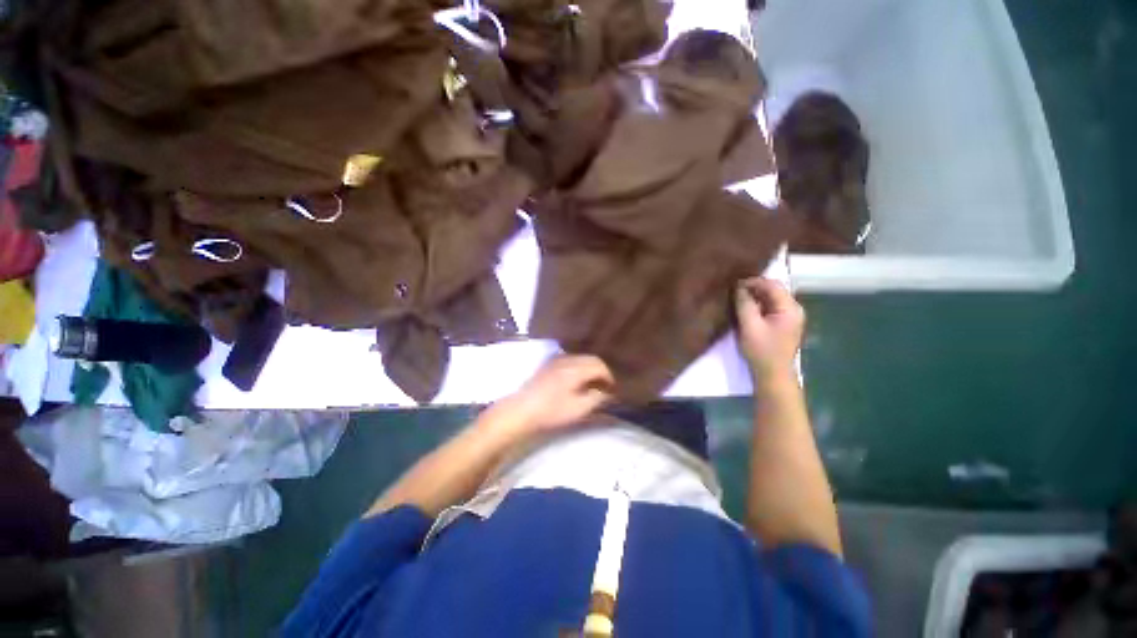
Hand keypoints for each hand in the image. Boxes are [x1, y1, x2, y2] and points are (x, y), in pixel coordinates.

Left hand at [494, 355, 614, 434]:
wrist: (520, 410)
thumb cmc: (551, 411)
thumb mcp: (578, 409)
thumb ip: (597, 398)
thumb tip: (607, 393)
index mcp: (575, 368)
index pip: (599, 365)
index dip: (609, 377)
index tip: (613, 390)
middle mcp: (567, 359)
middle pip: (591, 358)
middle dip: (601, 371)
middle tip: (605, 387)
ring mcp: (556, 359)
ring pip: (580, 358)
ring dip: (590, 369)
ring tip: (592, 385)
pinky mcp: (548, 364)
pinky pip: (571, 360)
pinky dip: (579, 368)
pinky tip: (577, 381)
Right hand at [735, 277, 804, 382]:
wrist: (773, 375)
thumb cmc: (762, 351)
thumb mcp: (749, 326)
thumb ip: (744, 304)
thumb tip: (738, 287)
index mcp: (790, 308)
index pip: (772, 285)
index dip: (753, 282)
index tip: (734, 285)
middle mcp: (794, 309)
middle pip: (773, 290)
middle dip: (753, 288)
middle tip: (733, 292)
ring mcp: (790, 317)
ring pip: (771, 298)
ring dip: (755, 297)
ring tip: (737, 300)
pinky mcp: (783, 324)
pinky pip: (770, 307)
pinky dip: (758, 305)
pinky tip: (746, 310)